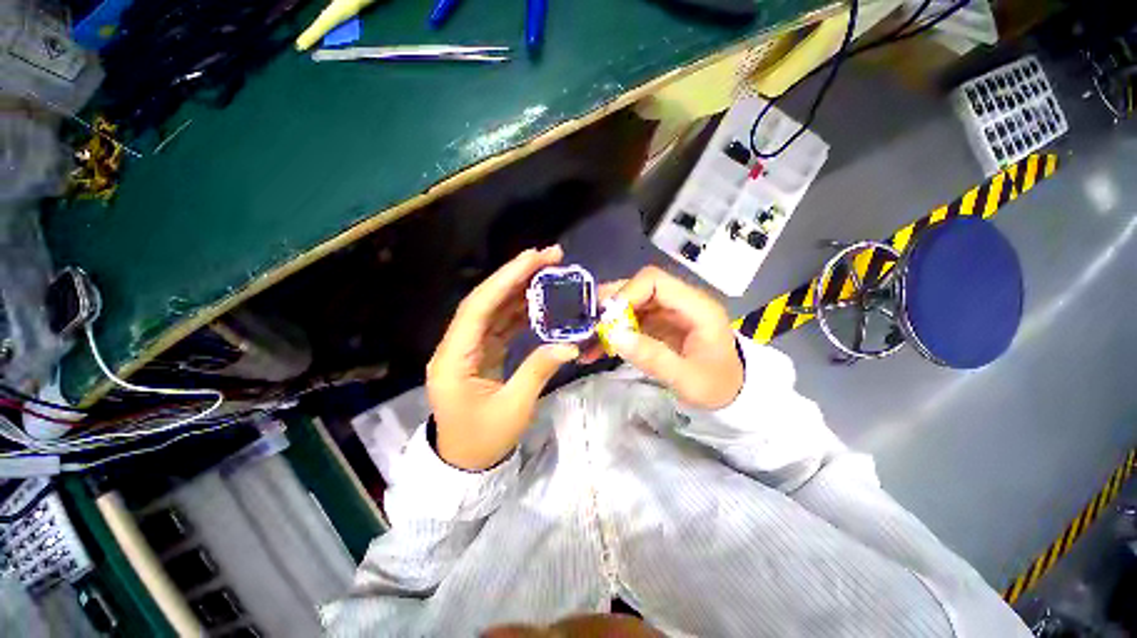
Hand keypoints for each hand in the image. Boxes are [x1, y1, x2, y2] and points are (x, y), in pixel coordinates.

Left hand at [427, 247, 578, 470]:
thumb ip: (538, 371)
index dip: (506, 279)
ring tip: (549, 273)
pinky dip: (520, 311)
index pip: (478, 308)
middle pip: (485, 301)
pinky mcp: (480, 353)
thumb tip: (570, 344)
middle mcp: (455, 346)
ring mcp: (468, 348)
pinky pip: (500, 325)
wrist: (463, 463)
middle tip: (549, 257)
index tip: (533, 258)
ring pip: (494, 309)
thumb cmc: (482, 440)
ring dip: (520, 290)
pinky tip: (539, 301)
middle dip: (515, 276)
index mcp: (453, 359)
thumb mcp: (513, 408)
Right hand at [590, 266, 742, 409]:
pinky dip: (613, 331)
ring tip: (588, 339)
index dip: (626, 293)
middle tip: (589, 325)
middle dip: (611, 305)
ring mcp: (668, 313)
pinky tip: (597, 347)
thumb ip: (652, 357)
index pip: (654, 281)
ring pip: (631, 302)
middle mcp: (680, 302)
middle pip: (638, 287)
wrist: (734, 394)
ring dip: (608, 319)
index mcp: (695, 307)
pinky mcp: (659, 325)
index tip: (607, 320)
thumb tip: (613, 335)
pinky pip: (631, 319)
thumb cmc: (717, 386)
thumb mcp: (687, 379)